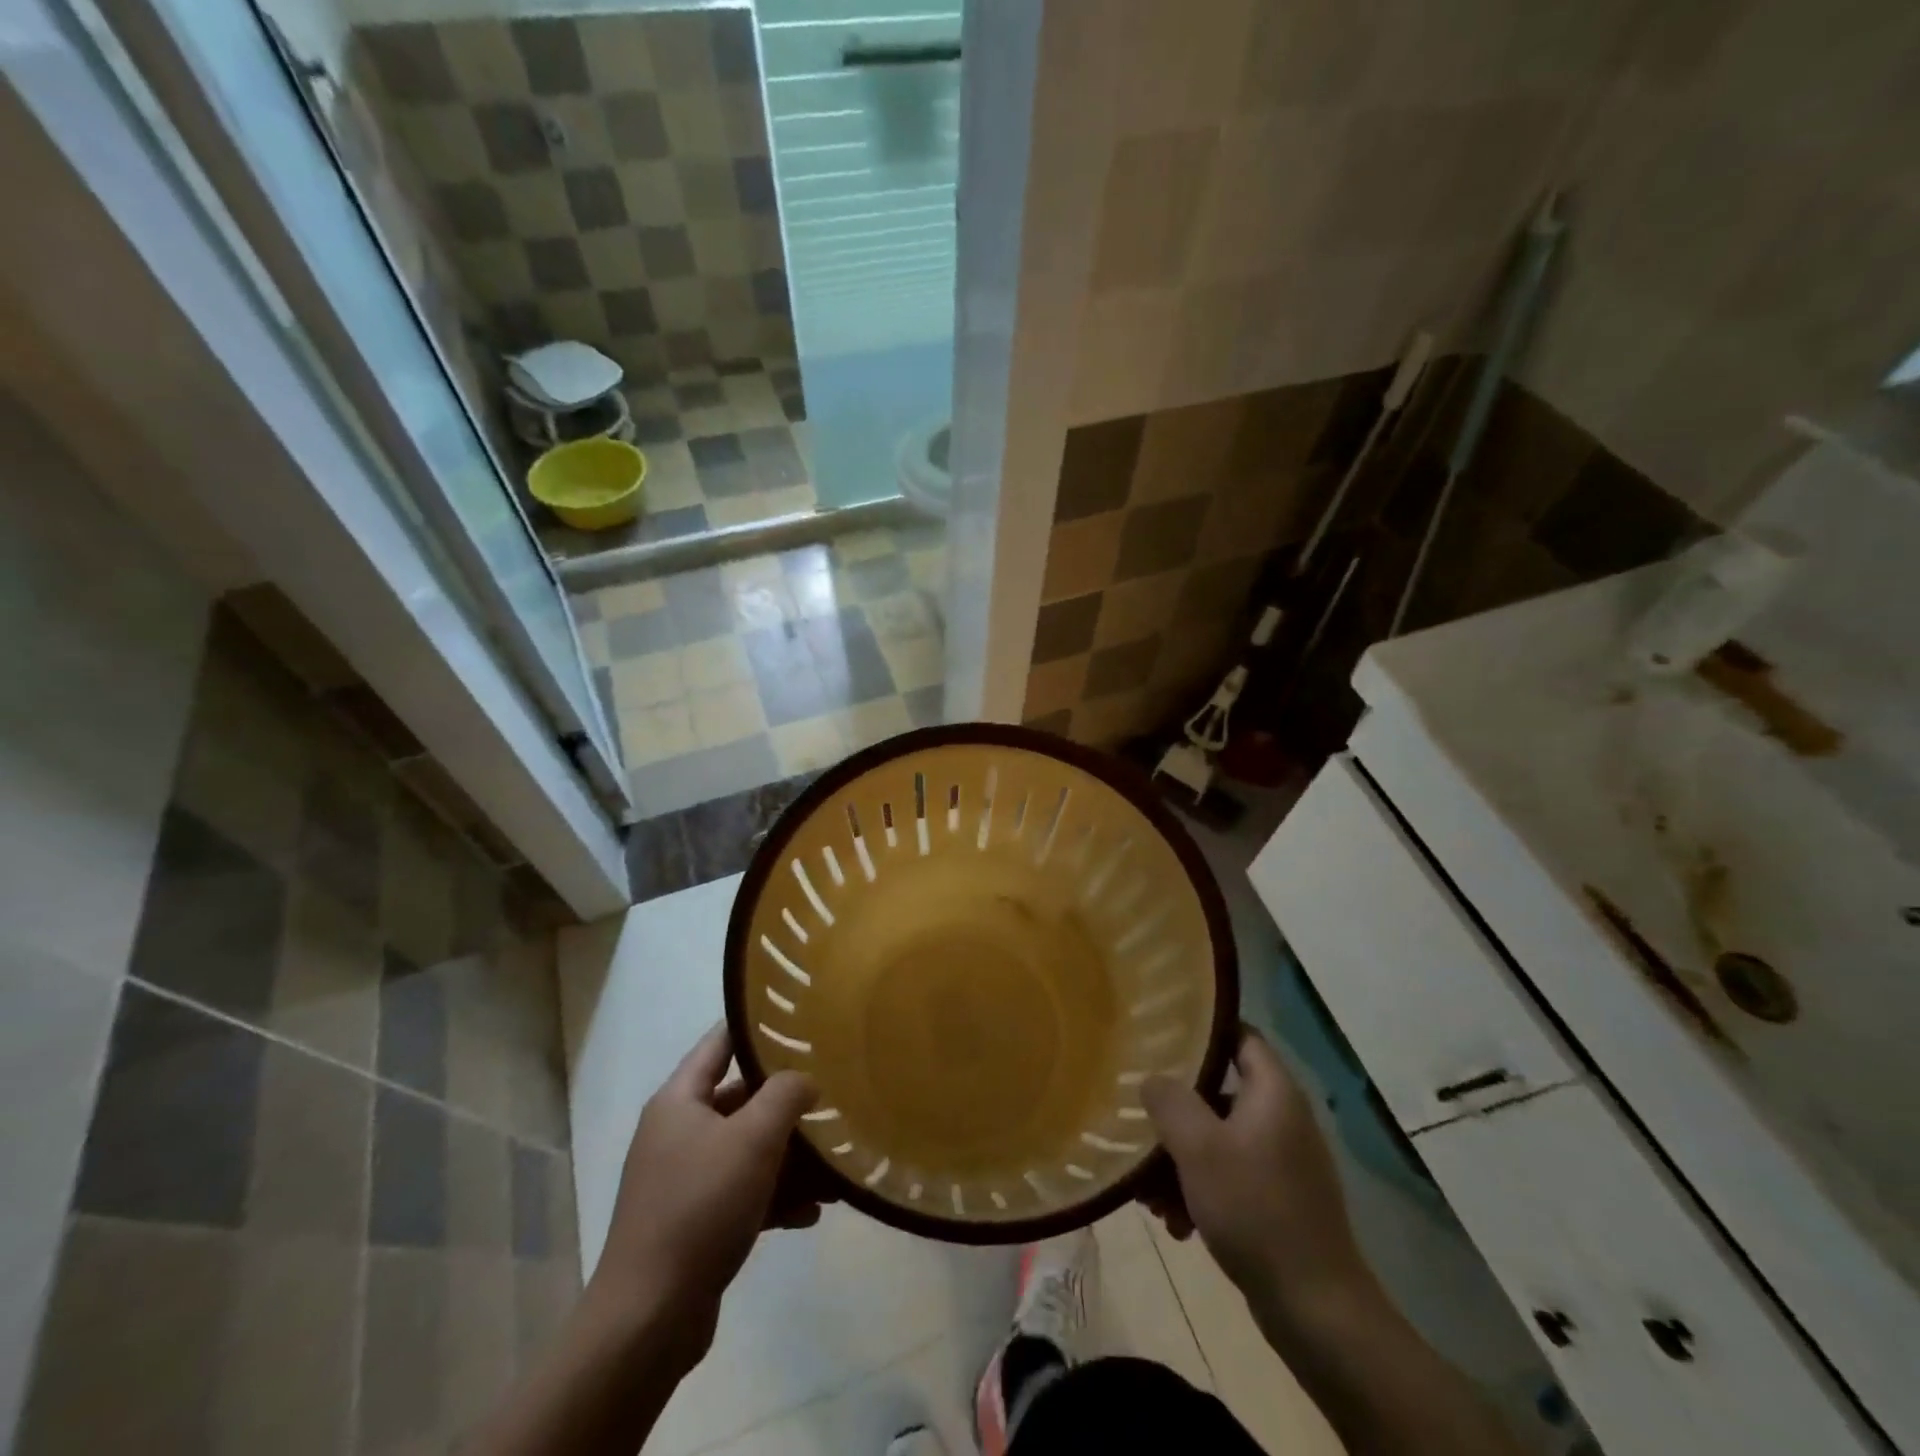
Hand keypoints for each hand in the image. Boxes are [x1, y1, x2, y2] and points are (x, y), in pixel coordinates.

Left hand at [588, 1026, 822, 1359]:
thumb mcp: (753, 1139)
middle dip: (787, 1104)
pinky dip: (776, 1198)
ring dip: (790, 1158)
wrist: (648, 1319)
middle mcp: (677, 1133)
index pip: (720, 1042)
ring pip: (747, 1151)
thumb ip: (785, 1094)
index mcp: (679, 1101)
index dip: (757, 1028)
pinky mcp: (693, 1223)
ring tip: (834, 1169)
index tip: (801, 1023)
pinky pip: (744, 1194)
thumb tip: (804, 1079)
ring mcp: (683, 1180)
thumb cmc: (700, 1208)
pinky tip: (812, 1213)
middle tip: (832, 1098)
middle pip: (741, 1100)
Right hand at [1141, 1027, 1370, 1318]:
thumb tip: (1152, 1078)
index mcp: (1274, 1092)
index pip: (1239, 1035)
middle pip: (1218, 1094)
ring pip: (1218, 1140)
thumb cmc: (1255, 1210)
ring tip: (1148, 1194)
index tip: (1159, 1034)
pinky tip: (1176, 1225)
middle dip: (1176, 1114)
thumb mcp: (1199, 1147)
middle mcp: (1283, 1118)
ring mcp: (1283, 1162)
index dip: (1202, 1030)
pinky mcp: (1279, 1201)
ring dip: (1181, 1161)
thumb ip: (1170, 1101)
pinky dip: (1201, 1191)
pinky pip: (1230, 1178)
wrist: (1316, 1310)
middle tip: (1140, 1125)